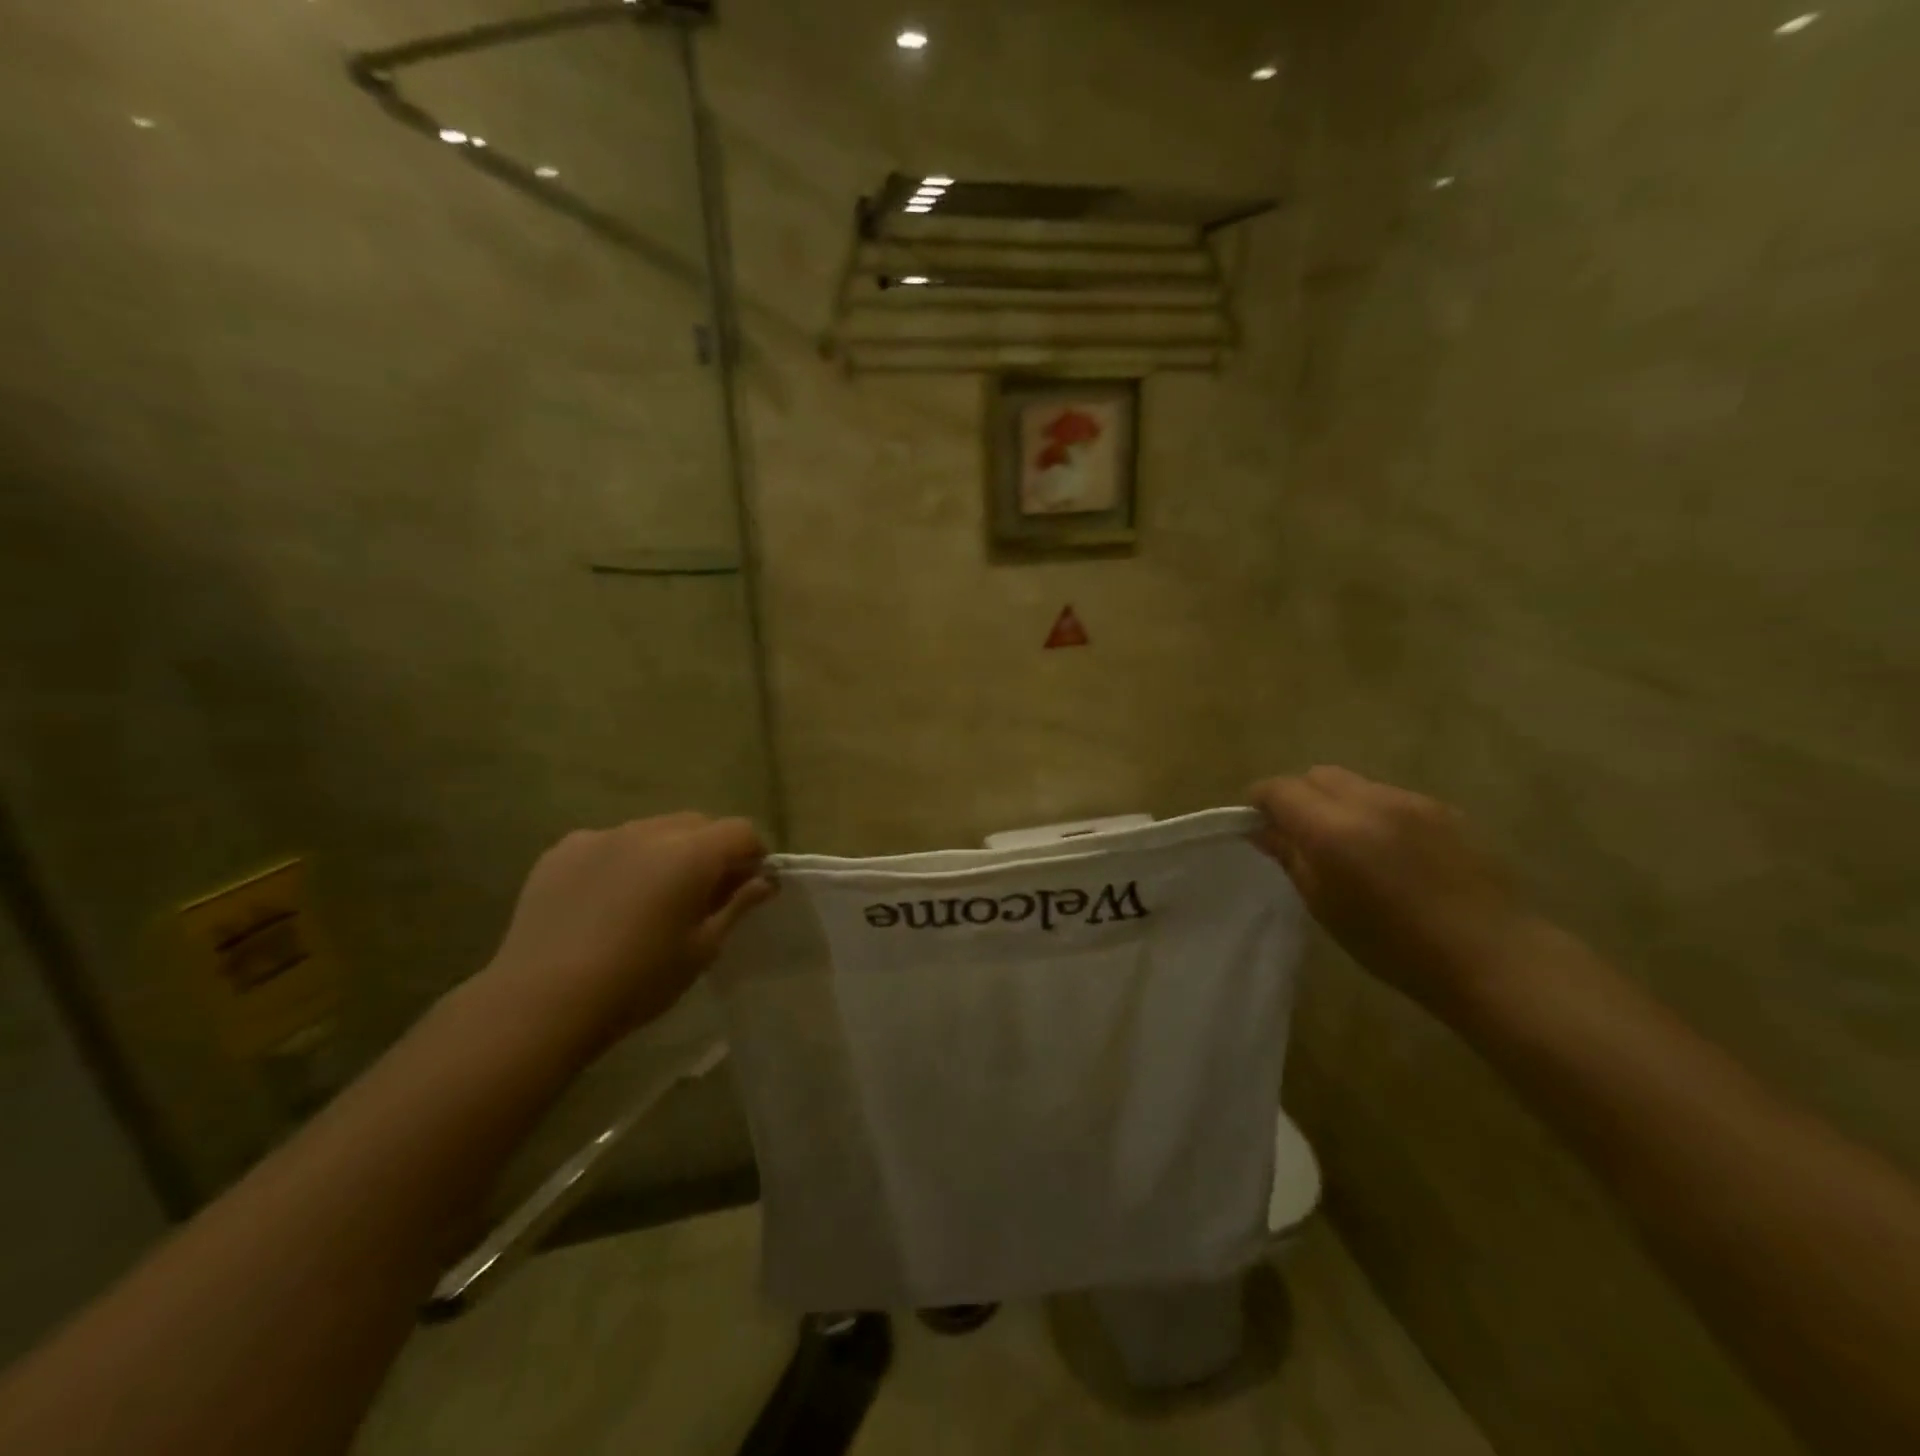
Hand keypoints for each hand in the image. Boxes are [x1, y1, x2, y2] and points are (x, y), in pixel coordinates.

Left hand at [482, 814, 774, 1051]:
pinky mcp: (563, 850)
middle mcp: (650, 830)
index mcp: (692, 853)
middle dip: (711, 849)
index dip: (753, 854)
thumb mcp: (702, 949)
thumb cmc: (639, 980)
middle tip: (703, 894)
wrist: (542, 1001)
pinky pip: (609, 843)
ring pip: (652, 830)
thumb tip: (763, 880)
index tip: (749, 886)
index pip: (741, 831)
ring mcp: (602, 836)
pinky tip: (606, 901)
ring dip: (665, 853)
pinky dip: (621, 861)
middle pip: (697, 824)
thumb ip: (737, 906)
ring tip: (651, 897)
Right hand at [1251, 767, 1536, 1009]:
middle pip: (1317, 775)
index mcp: (1334, 830)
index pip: (1280, 789)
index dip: (1261, 801)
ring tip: (1347, 844)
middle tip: (1299, 833)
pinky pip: (1389, 796)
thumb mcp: (1325, 906)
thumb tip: (1264, 830)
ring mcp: (1411, 801)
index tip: (1256, 823)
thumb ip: (1291, 857)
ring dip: (1337, 803)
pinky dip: (1372, 812)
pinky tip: (1388, 850)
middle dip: (1299, 795)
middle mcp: (1370, 802)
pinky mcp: (1443, 809)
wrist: (1492, 956)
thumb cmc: (1394, 945)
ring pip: (1354, 783)